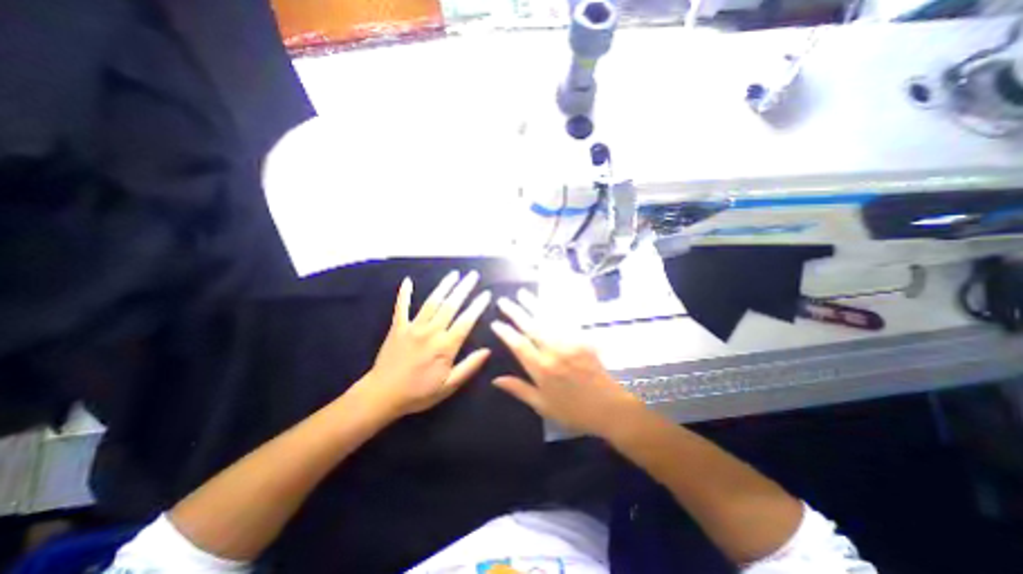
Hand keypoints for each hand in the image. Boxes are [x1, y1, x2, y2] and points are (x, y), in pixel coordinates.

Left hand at [357, 272, 491, 418]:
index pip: (466, 321)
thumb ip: (469, 367)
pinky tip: (408, 281)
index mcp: (445, 346)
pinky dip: (404, 293)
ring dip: (443, 286)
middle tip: (473, 275)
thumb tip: (488, 351)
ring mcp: (413, 327)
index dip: (477, 306)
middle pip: (450, 306)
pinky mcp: (398, 327)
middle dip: (463, 289)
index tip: (486, 293)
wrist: (382, 395)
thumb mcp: (449, 386)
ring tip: (454, 274)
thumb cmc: (418, 393)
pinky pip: (401, 307)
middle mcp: (431, 332)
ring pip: (431, 302)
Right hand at [486, 290, 635, 435]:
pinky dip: (556, 308)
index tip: (495, 322)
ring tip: (522, 293)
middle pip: (531, 327)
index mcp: (542, 370)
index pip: (519, 345)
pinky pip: (567, 320)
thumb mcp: (543, 406)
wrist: (609, 408)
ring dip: (534, 304)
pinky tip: (549, 301)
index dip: (505, 333)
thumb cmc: (574, 411)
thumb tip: (496, 380)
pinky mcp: (583, 339)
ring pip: (548, 319)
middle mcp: (554, 352)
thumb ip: (519, 390)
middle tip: (504, 301)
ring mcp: (570, 343)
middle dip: (516, 312)